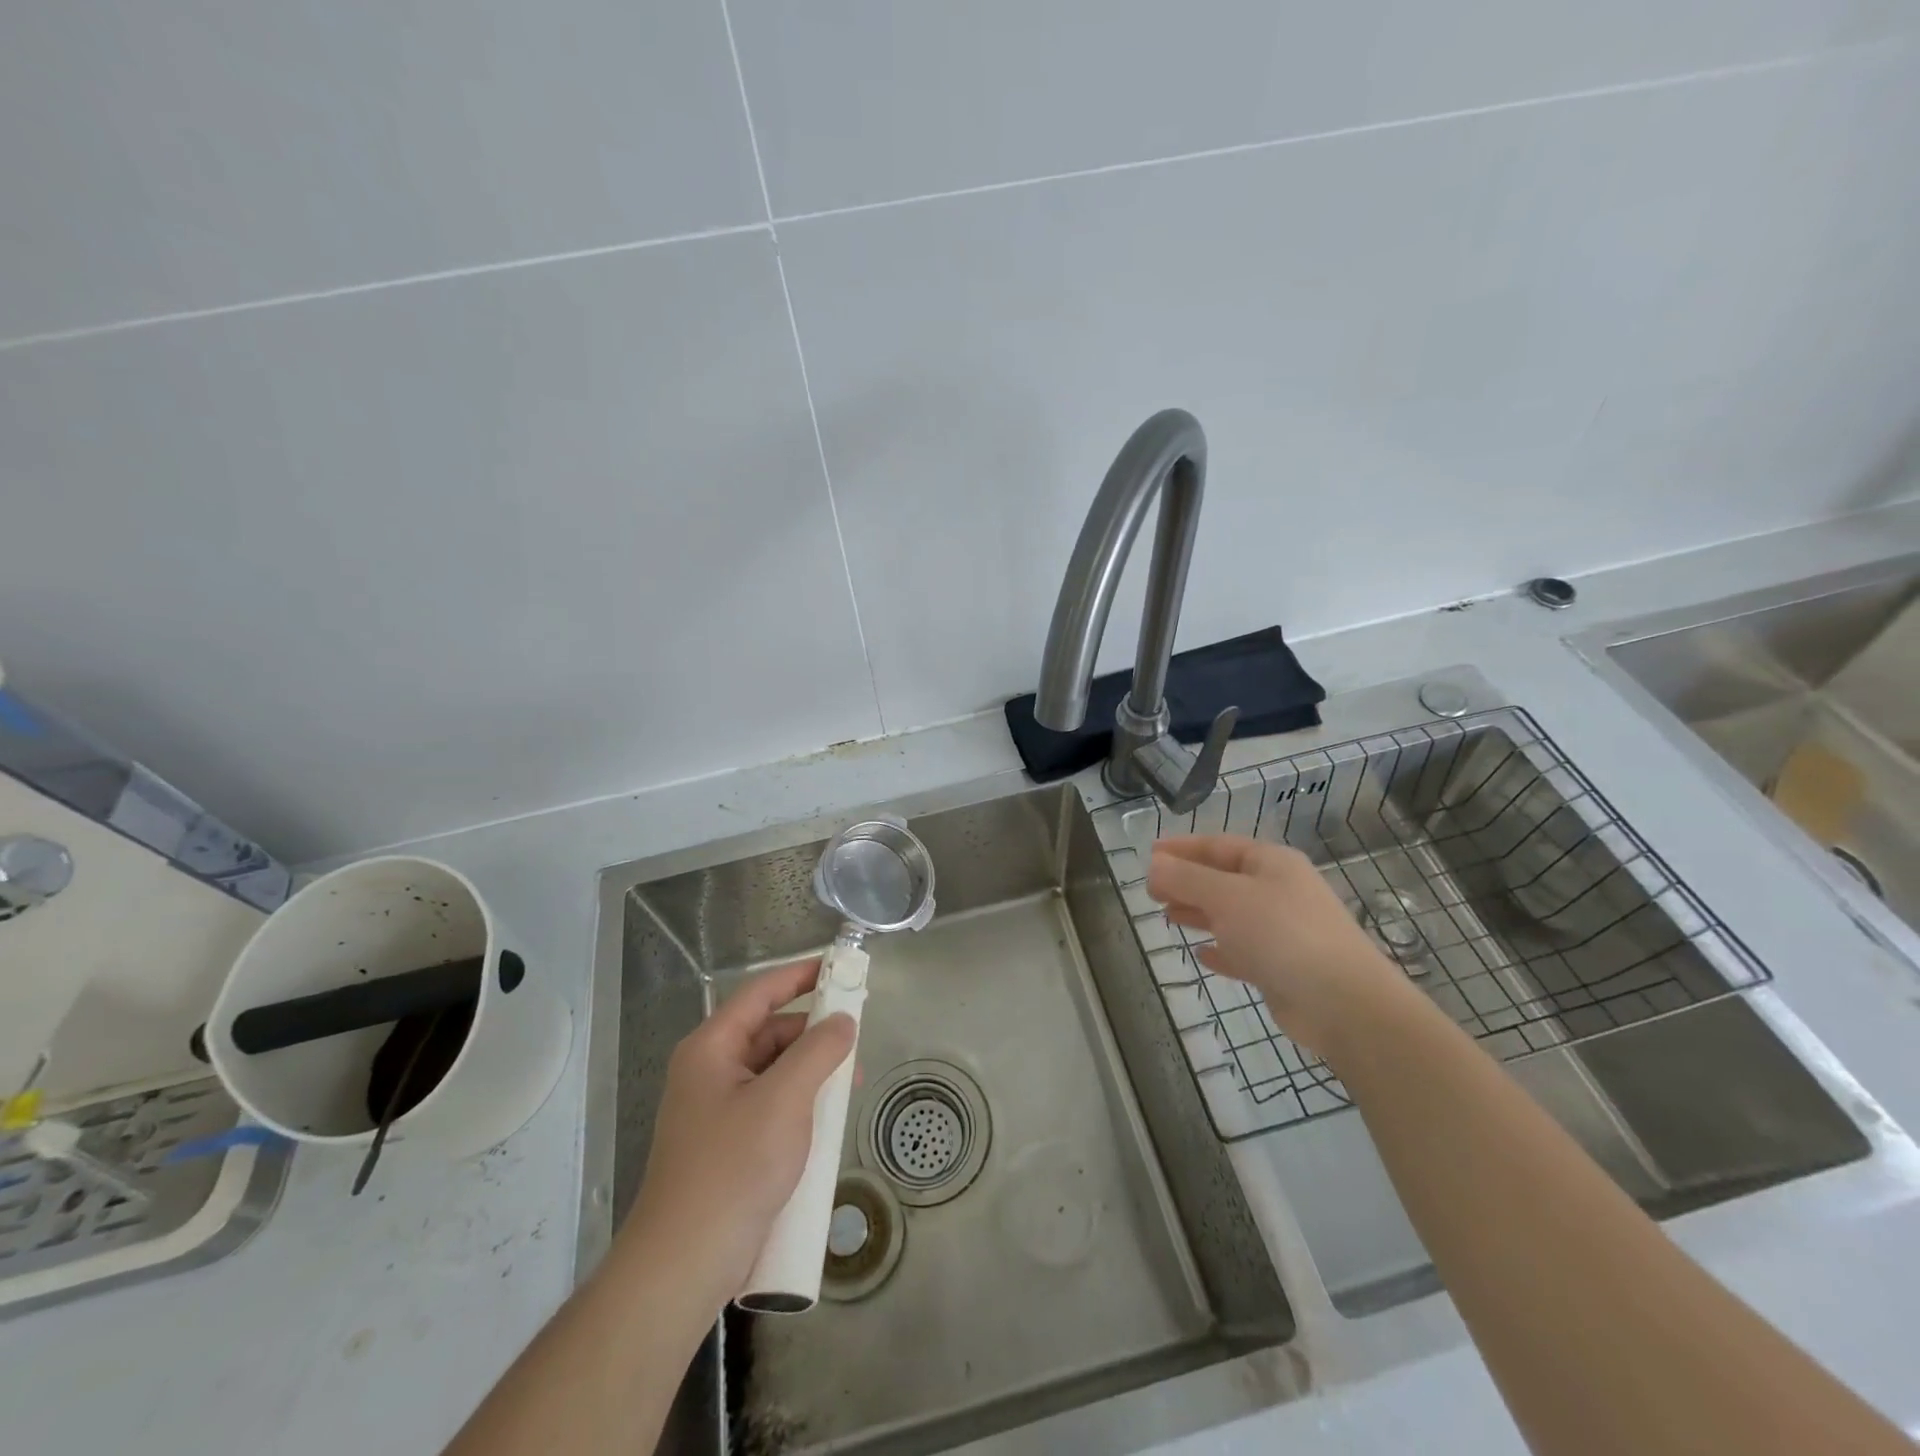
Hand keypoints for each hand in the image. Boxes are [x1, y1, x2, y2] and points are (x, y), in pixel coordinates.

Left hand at [622, 958, 855, 1306]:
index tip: (838, 967)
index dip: (799, 975)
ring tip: (849, 1087)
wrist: (684, 1265)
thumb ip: (818, 1051)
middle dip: (813, 1032)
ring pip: (773, 1071)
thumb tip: (844, 1020)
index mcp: (711, 1048)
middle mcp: (709, 1070)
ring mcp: (716, 1110)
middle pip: (769, 1032)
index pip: (760, 993)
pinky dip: (800, 1102)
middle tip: (856, 1040)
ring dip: (811, 1071)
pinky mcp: (727, 1144)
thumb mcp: (784, 1100)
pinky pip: (770, 1105)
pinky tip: (826, 1120)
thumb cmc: (733, 1168)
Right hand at [1147, 834, 1416, 1063]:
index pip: (1218, 845)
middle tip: (1151, 891)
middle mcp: (1279, 890)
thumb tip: (1153, 865)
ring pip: (1232, 914)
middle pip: (1224, 879)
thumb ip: (1186, 879)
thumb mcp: (1226, 898)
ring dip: (1199, 913)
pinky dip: (1221, 949)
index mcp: (1271, 863)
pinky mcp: (1284, 967)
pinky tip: (1201, 955)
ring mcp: (1284, 930)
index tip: (1149, 855)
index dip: (1182, 848)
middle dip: (1187, 882)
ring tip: (1167, 917)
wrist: (1343, 1003)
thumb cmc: (1281, 934)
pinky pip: (1244, 950)